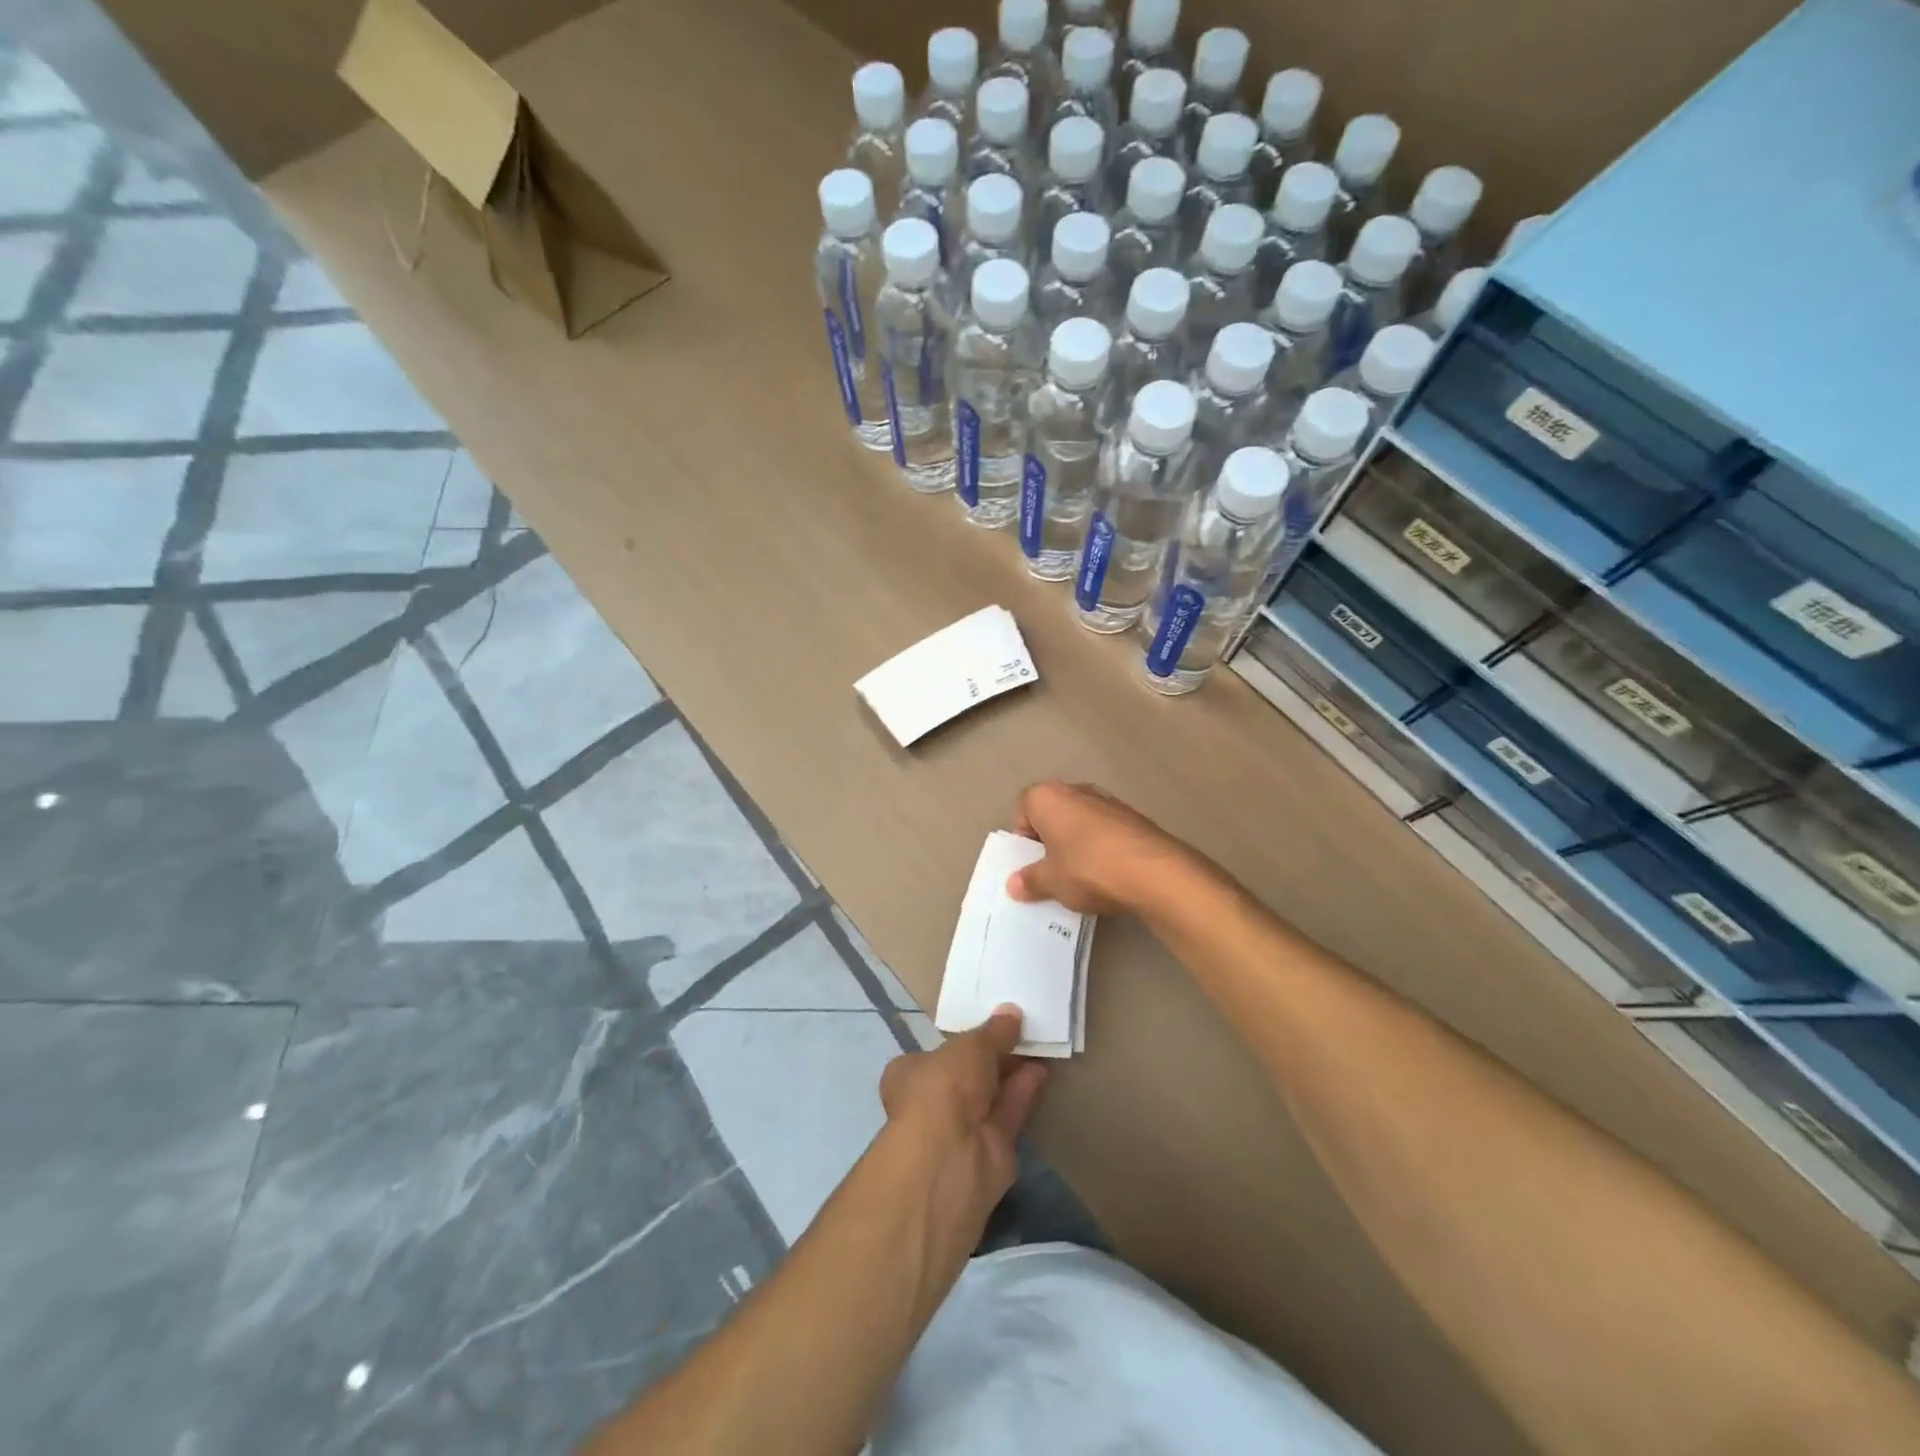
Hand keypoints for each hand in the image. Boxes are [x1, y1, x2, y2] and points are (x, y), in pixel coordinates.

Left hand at [880, 1007, 1047, 1219]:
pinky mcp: (990, 1147)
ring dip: (1012, 1071)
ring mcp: (961, 1128)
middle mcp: (932, 1102)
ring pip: (990, 1094)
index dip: (960, 1041)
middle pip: (967, 1074)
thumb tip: (1011, 1012)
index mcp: (910, 1074)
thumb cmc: (945, 1085)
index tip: (986, 1027)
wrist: (954, 1154)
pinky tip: (1042, 1069)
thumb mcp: (971, 1045)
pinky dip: (1024, 1091)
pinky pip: (1009, 1111)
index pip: (933, 1054)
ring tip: (1037, 1043)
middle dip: (992, 1056)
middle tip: (1020, 1030)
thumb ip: (994, 1031)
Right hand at [1005, 780, 1188, 916]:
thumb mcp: (1051, 882)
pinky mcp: (1135, 817)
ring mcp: (1109, 801)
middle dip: (1051, 840)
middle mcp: (1077, 789)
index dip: (1025, 837)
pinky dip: (1103, 849)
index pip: (1023, 809)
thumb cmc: (1087, 869)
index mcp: (1047, 796)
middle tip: (1054, 871)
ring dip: (1078, 845)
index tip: (1032, 863)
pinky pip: (1107, 832)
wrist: (1154, 872)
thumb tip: (1014, 885)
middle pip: (1054, 814)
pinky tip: (1109, 875)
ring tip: (1083, 877)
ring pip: (1082, 823)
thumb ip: (1030, 881)